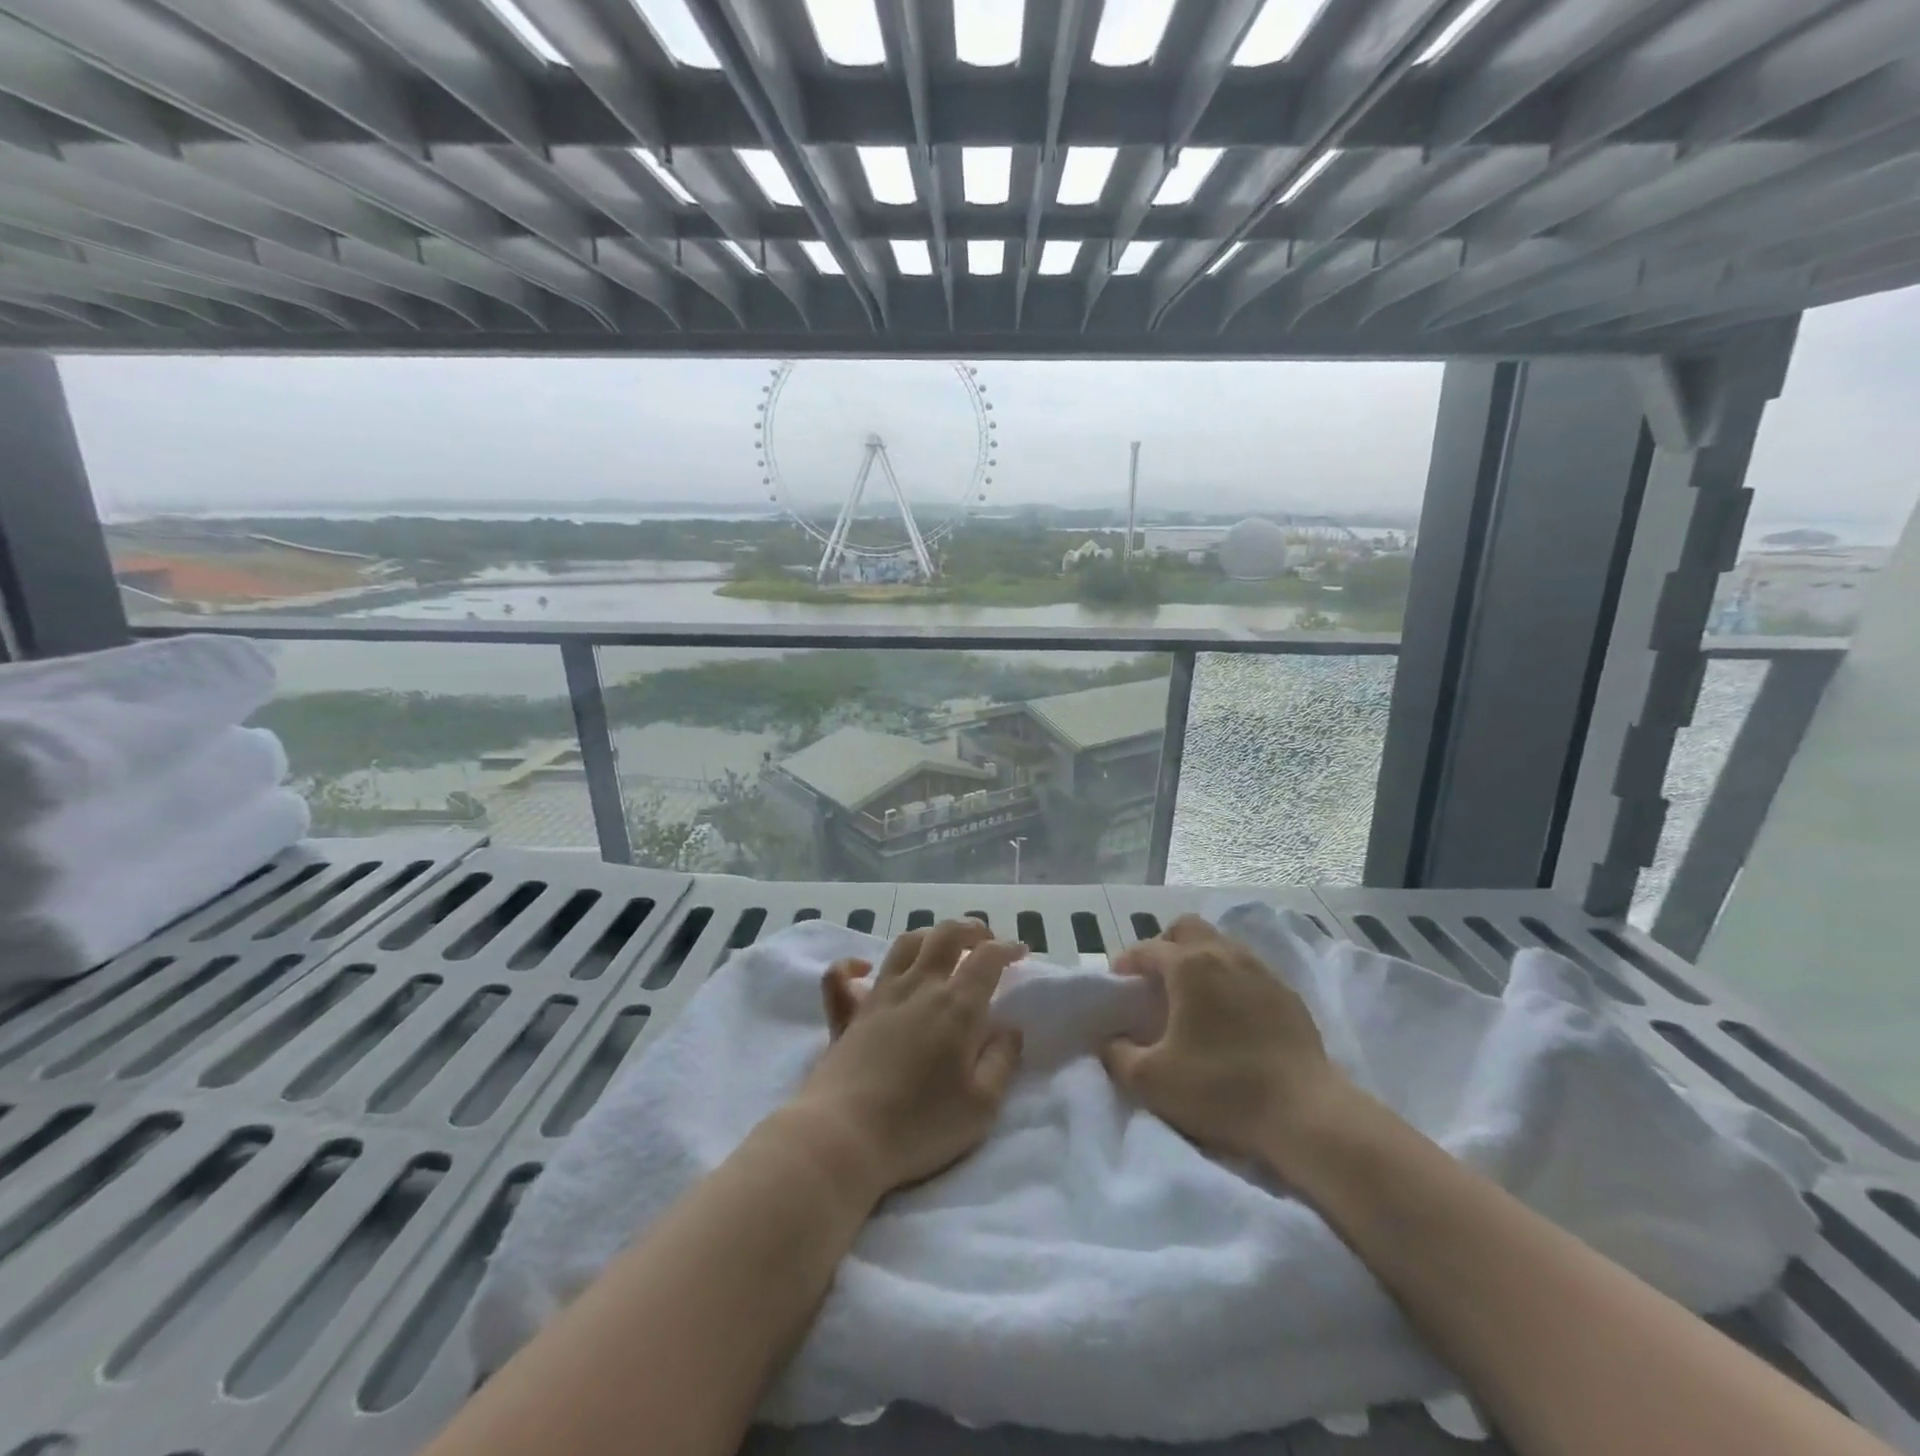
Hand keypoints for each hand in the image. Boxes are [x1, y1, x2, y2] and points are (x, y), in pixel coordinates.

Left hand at [788, 919, 1025, 1199]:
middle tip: (985, 939)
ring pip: (905, 945)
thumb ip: (1001, 1061)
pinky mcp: (847, 1015)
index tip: (1020, 951)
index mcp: (956, 1006)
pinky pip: (841, 976)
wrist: (845, 1136)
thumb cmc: (921, 1125)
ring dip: (928, 936)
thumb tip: (1010, 1028)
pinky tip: (864, 968)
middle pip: (946, 936)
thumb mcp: (981, 1106)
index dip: (1007, 948)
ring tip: (941, 946)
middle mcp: (919, 987)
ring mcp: (879, 996)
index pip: (987, 958)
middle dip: (971, 929)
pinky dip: (852, 965)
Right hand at [1101, 915, 1359, 1175]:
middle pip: (1187, 928)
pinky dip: (1230, 979)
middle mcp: (1225, 955)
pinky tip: (1230, 1014)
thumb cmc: (1220, 1089)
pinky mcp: (1288, 994)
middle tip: (1156, 980)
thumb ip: (1118, 1055)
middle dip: (1165, 945)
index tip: (1117, 985)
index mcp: (1189, 966)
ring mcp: (1261, 971)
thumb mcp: (1152, 1080)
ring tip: (1192, 996)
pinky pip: (1249, 970)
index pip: (1147, 949)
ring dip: (1200, 959)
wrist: (1304, 1114)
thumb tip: (1110, 1040)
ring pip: (1221, 944)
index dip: (1126, 963)